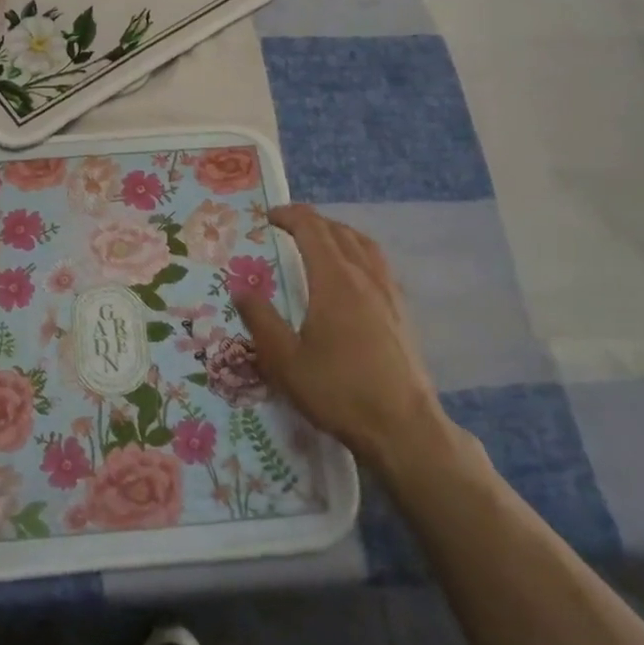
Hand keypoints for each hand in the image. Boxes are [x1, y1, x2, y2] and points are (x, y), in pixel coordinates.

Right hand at [233, 205, 446, 468]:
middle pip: (338, 231)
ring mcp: (388, 293)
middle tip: (286, 227)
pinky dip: (358, 252)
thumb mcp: (285, 361)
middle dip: (311, 221)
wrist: (403, 428)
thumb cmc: (338, 392)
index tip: (267, 217)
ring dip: (338, 233)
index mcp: (334, 280)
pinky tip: (351, 276)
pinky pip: (378, 264)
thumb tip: (240, 289)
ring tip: (319, 241)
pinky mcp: (401, 312)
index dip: (289, 216)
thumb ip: (260, 320)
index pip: (312, 229)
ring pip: (363, 244)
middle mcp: (364, 276)